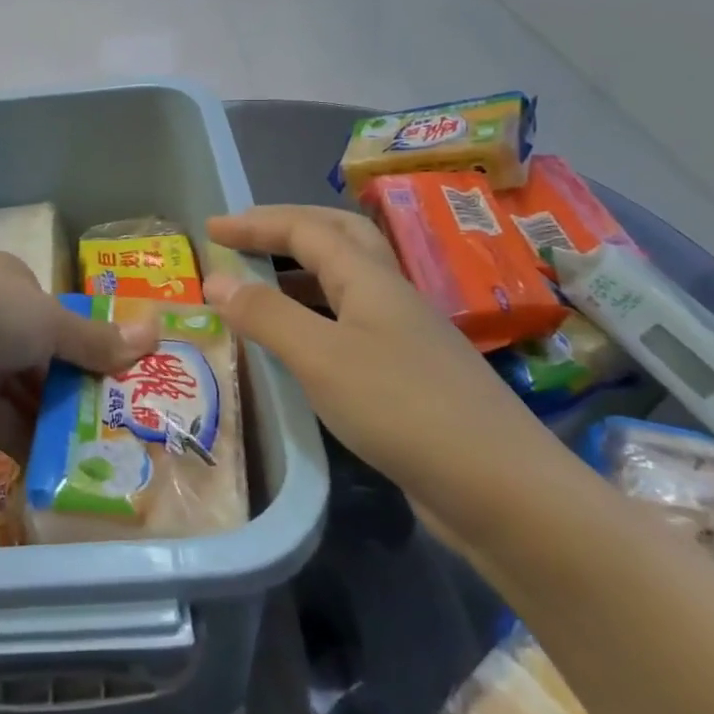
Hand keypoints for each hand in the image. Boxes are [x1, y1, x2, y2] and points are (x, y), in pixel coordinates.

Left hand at [0, 250, 156, 459]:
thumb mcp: (49, 321)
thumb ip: (96, 339)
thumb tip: (156, 333)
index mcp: (13, 284)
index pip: (58, 319)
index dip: (90, 349)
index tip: (123, 382)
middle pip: (43, 358)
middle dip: (76, 391)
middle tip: (119, 427)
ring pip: (22, 392)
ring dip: (54, 421)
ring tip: (98, 456)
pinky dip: (24, 442)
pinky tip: (57, 470)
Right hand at [203, 205, 574, 548]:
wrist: (502, 490)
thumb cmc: (403, 409)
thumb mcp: (321, 358)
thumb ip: (266, 315)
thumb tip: (215, 279)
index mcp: (370, 278)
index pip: (306, 229)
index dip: (256, 223)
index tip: (211, 227)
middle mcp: (390, 294)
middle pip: (338, 236)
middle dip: (287, 228)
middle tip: (244, 237)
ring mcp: (404, 333)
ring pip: (347, 280)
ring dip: (301, 270)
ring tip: (261, 284)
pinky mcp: (409, 373)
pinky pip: (351, 321)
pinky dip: (317, 314)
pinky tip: (301, 344)